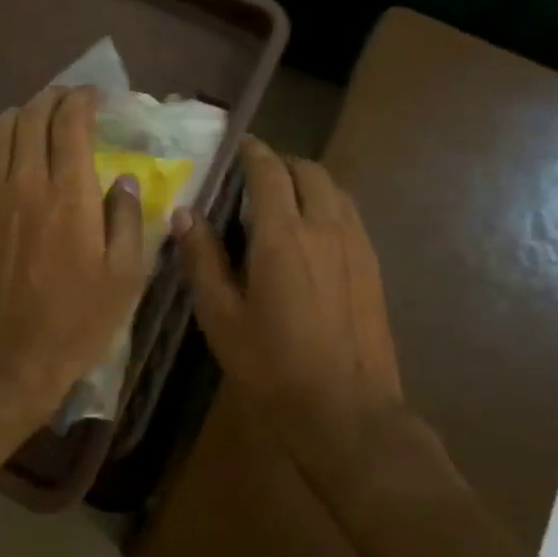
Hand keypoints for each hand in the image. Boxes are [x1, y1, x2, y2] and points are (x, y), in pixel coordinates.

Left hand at [0, 87, 146, 431]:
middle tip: (68, 101)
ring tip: (35, 118)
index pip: (71, 124)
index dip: (83, 100)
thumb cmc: (76, 322)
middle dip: (52, 98)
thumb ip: (128, 220)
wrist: (8, 360)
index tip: (95, 97)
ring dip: (19, 114)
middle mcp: (26, 183)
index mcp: (70, 195)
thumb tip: (124, 179)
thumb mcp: (125, 277)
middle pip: (32, 117)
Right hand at [173, 138, 414, 486]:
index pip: (269, 172)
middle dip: (283, 164)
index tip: (240, 146)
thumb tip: (184, 214)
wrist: (346, 411)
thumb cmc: (272, 366)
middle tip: (257, 176)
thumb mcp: (221, 316)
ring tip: (286, 200)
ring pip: (336, 191)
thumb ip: (201, 259)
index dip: (254, 152)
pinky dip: (329, 206)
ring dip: (309, 182)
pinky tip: (315, 234)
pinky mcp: (373, 267)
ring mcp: (356, 245)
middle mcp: (325, 227)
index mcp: (283, 235)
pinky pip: (351, 216)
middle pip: (309, 171)